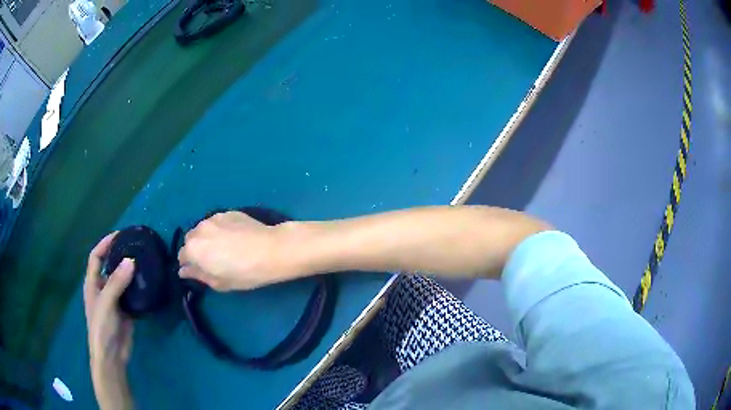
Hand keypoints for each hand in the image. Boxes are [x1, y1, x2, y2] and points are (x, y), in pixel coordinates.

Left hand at [84, 232, 133, 408]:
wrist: (111, 356)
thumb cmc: (102, 327)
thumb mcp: (106, 303)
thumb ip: (117, 282)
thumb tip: (131, 260)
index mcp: (92, 283)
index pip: (96, 257)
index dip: (105, 244)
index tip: (119, 235)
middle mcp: (102, 288)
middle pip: (110, 267)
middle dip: (120, 256)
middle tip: (136, 247)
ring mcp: (115, 300)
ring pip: (122, 281)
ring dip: (131, 272)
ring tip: (145, 262)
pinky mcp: (126, 311)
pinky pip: (132, 295)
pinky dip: (138, 288)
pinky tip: (148, 284)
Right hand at [178, 211, 288, 290]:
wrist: (271, 250)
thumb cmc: (244, 272)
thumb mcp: (219, 282)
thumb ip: (197, 275)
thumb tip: (183, 271)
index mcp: (193, 249)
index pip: (182, 257)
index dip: (190, 265)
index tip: (201, 271)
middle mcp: (198, 229)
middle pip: (190, 240)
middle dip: (197, 250)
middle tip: (213, 260)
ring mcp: (213, 217)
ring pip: (203, 229)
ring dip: (207, 238)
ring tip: (224, 247)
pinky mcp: (227, 212)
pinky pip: (216, 222)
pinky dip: (219, 229)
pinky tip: (234, 237)